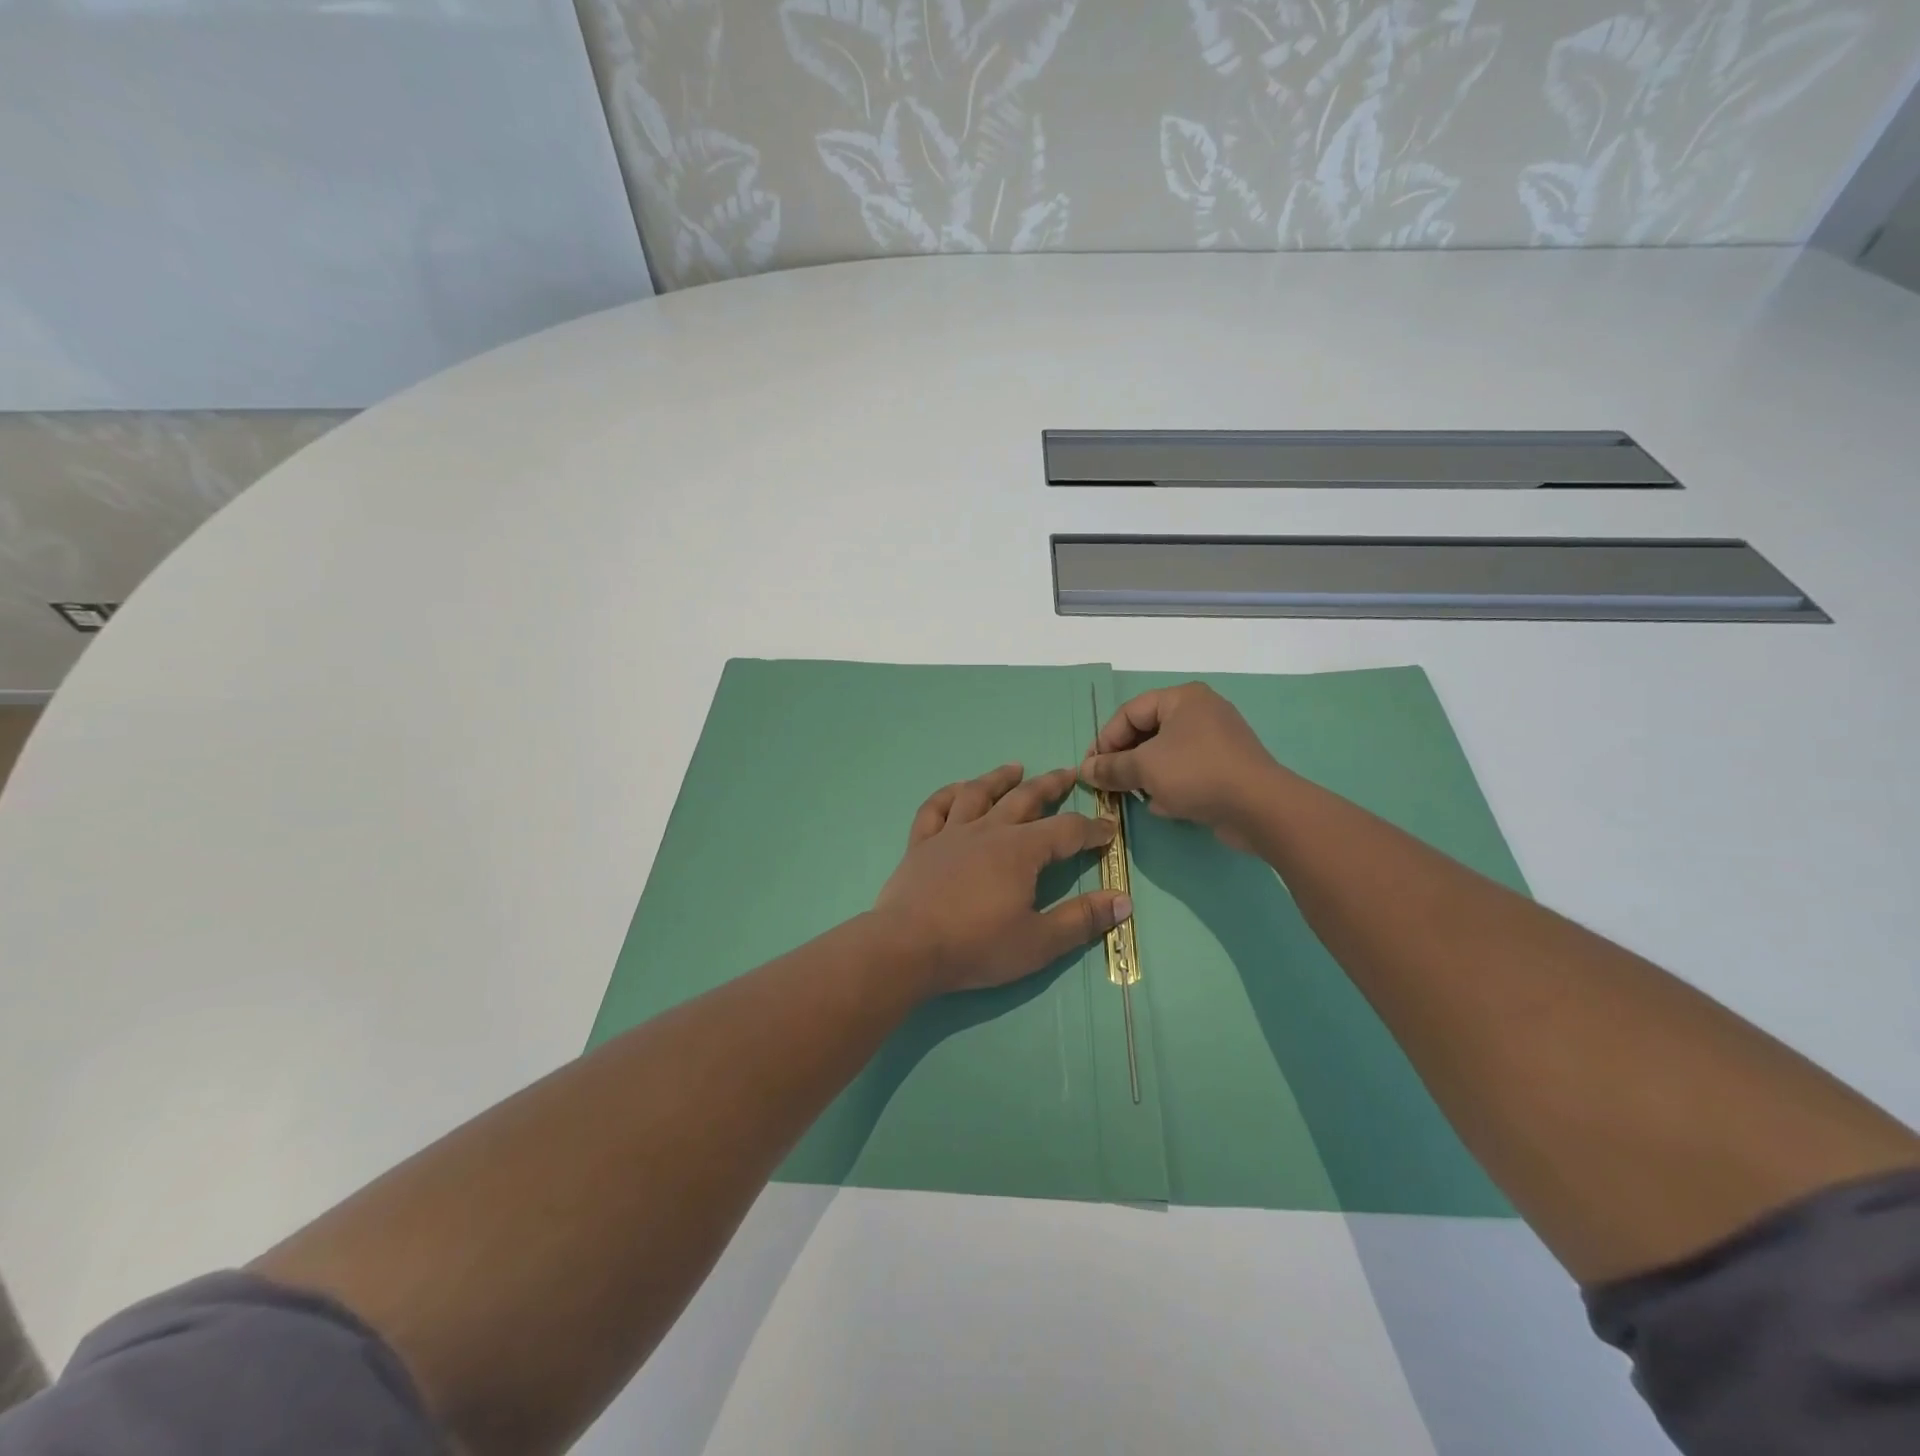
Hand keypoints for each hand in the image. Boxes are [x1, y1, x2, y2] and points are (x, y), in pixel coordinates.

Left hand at [875, 764, 1132, 995]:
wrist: (906, 948)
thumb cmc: (976, 946)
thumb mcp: (1039, 942)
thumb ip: (1082, 920)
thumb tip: (1123, 901)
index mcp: (1020, 851)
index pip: (1067, 830)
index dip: (1092, 829)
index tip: (1108, 830)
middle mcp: (988, 831)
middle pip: (1024, 799)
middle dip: (1050, 786)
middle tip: (1068, 774)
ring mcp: (950, 834)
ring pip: (978, 794)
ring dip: (999, 779)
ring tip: (1015, 768)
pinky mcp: (921, 845)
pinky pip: (934, 809)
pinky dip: (947, 794)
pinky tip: (956, 789)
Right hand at [1080, 683, 1283, 851]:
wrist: (1260, 808)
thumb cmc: (1196, 774)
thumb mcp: (1144, 768)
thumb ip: (1110, 767)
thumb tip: (1084, 771)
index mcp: (1182, 698)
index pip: (1129, 713)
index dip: (1105, 740)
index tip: (1090, 769)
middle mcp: (1201, 712)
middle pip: (1147, 732)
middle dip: (1125, 760)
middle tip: (1108, 784)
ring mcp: (1216, 740)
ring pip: (1166, 755)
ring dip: (1146, 776)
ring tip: (1133, 796)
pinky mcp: (1226, 768)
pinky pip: (1186, 771)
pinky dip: (1170, 786)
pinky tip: (1164, 806)